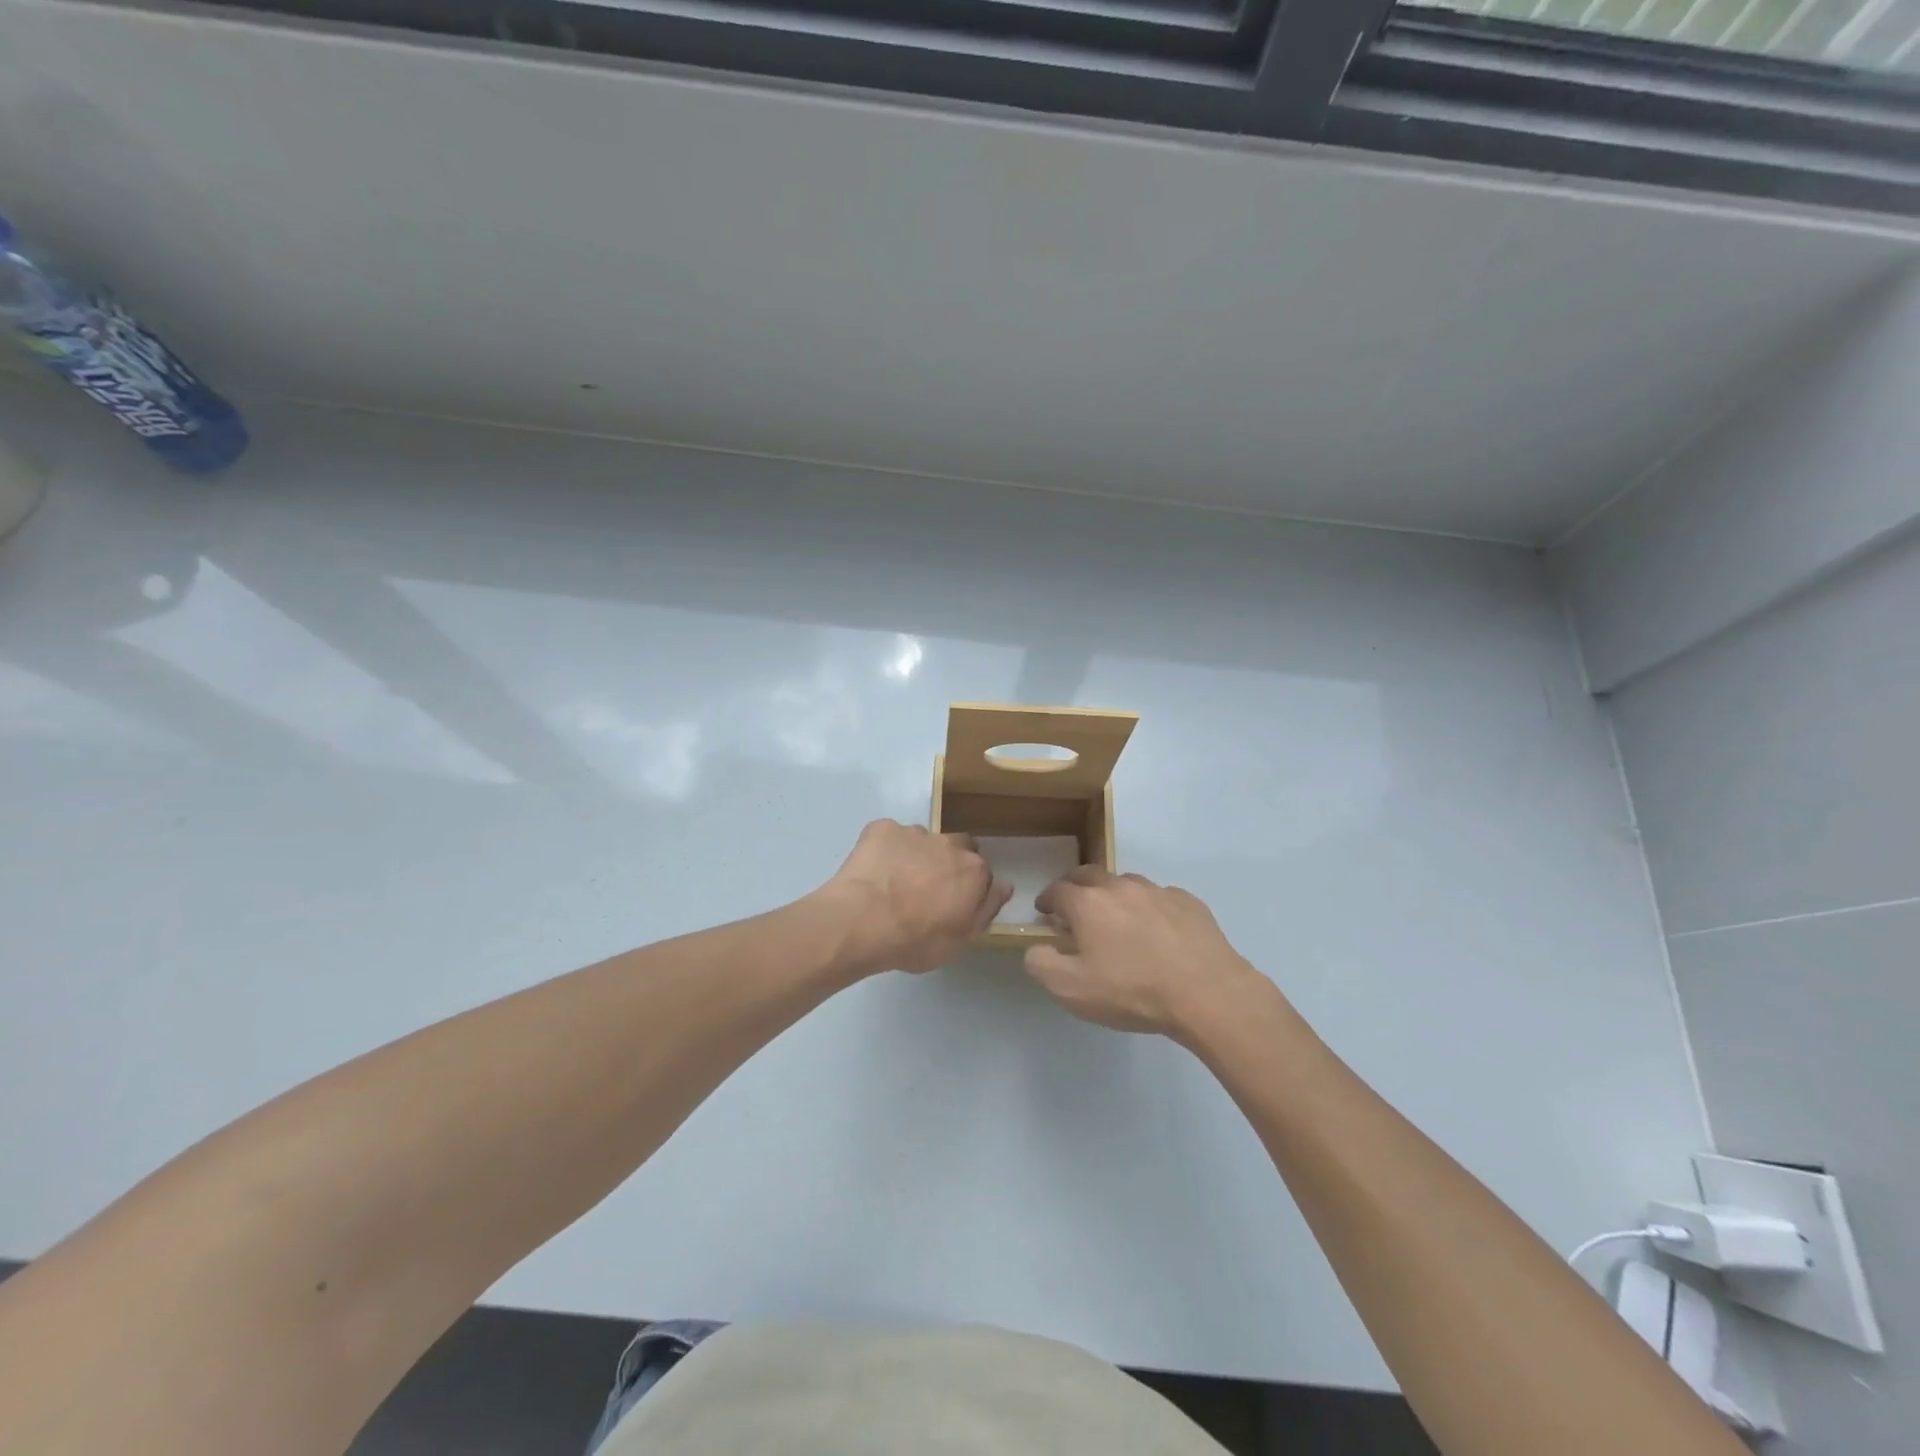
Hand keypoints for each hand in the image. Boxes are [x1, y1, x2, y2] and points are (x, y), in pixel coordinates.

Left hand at [820, 820, 1011, 974]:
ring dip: (916, 856)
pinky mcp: (882, 828)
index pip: (982, 874)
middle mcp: (949, 843)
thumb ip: (985, 910)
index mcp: (974, 871)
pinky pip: (890, 836)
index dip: (969, 889)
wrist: (861, 922)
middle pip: (957, 849)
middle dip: (947, 864)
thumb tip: (1002, 887)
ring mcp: (914, 832)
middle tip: (927, 891)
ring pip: (922, 841)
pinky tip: (873, 872)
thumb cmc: (915, 940)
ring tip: (894, 883)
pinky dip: (885, 850)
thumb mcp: (960, 941)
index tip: (954, 905)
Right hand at [1025, 867, 1268, 1038]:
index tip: (1045, 913)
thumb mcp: (1071, 990)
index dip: (1046, 900)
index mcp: (1088, 903)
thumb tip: (1036, 947)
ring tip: (1118, 921)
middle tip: (1075, 908)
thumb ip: (1041, 964)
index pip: (1057, 890)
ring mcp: (1158, 891)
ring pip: (1126, 884)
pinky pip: (1160, 898)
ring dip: (1114, 896)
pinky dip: (1149, 908)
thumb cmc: (1132, 991)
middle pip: (1090, 874)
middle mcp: (1120, 887)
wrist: (1207, 993)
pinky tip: (1158, 932)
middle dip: (1076, 887)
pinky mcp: (1189, 902)